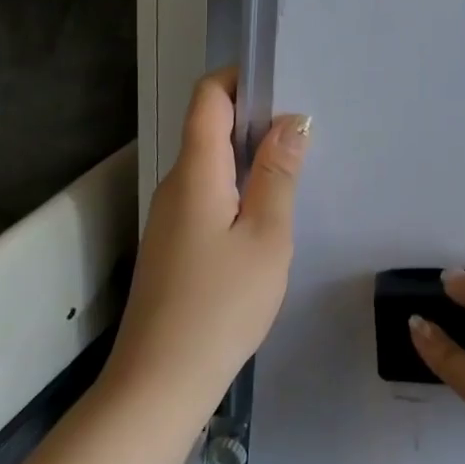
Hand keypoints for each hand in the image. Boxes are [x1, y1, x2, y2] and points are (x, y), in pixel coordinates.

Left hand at [103, 69, 308, 422]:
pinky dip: (238, 188)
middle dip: (255, 119)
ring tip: (294, 171)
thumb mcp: (266, 236)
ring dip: (249, 157)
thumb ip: (279, 173)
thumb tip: (291, 119)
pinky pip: (208, 194)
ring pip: (211, 164)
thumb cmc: (221, 304)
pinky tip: (266, 216)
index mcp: (196, 171)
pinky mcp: (173, 243)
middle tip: (305, 133)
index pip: (207, 97)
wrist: (159, 384)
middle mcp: (176, 183)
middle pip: (209, 127)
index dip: (240, 79)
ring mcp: (170, 215)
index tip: (282, 86)